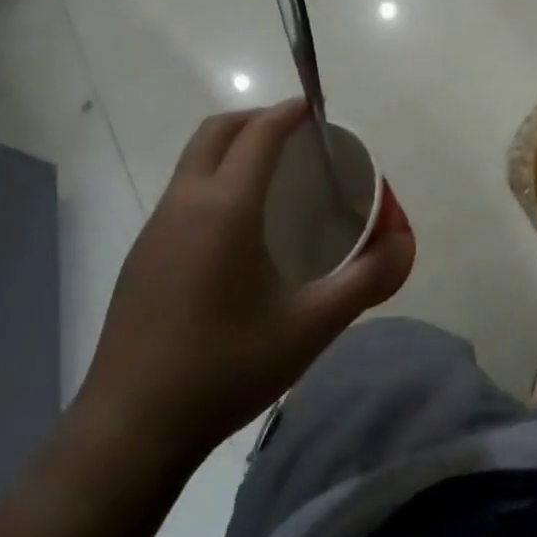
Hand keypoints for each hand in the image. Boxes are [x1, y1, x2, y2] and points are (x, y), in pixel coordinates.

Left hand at [73, 101, 413, 484]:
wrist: (131, 428)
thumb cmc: (227, 367)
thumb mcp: (311, 326)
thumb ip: (367, 279)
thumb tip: (404, 241)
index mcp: (224, 208)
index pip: (259, 134)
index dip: (290, 112)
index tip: (318, 108)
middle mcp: (183, 204)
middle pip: (217, 132)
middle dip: (258, 119)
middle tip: (299, 136)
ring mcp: (155, 230)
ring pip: (193, 162)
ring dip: (232, 149)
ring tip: (276, 178)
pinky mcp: (142, 257)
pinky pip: (182, 194)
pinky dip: (214, 181)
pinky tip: (240, 230)